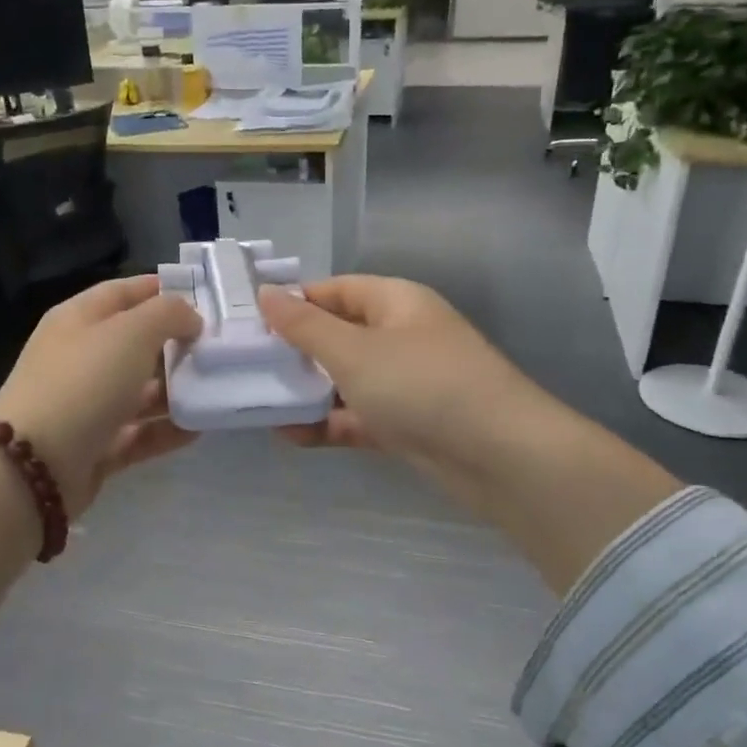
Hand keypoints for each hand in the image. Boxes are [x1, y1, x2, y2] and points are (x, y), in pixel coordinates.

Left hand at [0, 275, 201, 514]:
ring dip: (176, 390)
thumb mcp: (131, 332)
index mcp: (79, 319)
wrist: (34, 465)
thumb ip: (168, 314)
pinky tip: (199, 428)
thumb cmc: (85, 382)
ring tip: (216, 389)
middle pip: (135, 343)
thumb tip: (189, 320)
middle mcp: (81, 357)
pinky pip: (139, 433)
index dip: (163, 291)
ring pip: (139, 391)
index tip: (206, 300)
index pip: (125, 292)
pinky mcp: (95, 446)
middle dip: (177, 344)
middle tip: (220, 349)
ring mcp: (86, 404)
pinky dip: (167, 430)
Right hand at [259, 275, 679, 595]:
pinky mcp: (408, 424)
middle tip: (247, 367)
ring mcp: (406, 382)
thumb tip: (266, 293)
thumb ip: (304, 326)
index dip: (294, 302)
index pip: (335, 290)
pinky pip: (359, 416)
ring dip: (308, 392)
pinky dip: (329, 424)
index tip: (251, 323)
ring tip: (258, 403)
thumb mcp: (353, 351)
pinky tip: (290, 435)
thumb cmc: (421, 385)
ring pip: (346, 380)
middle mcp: (401, 336)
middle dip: (295, 352)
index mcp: (395, 303)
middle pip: (338, 335)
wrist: (499, 456)